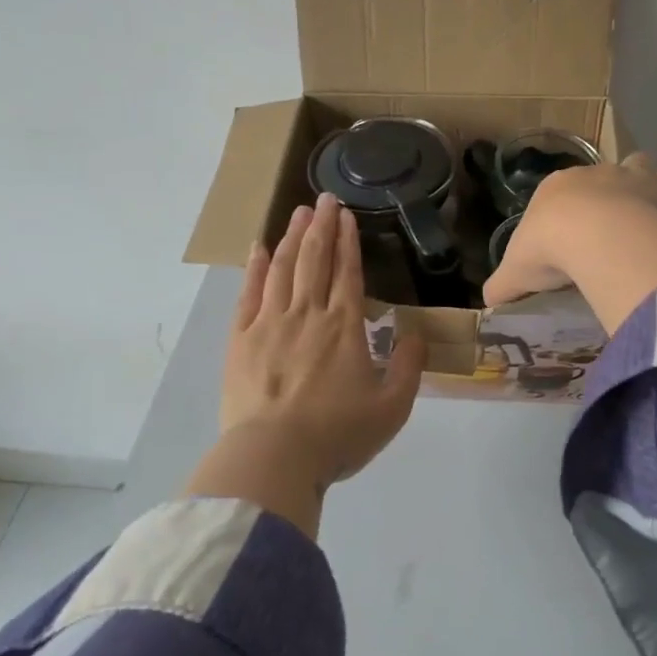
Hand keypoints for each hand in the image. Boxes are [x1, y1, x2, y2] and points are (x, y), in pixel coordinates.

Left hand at [220, 193, 425, 487]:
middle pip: (315, 260)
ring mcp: (270, 324)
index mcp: (344, 327)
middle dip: (322, 226)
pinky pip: (248, 294)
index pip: (347, 272)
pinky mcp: (241, 340)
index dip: (348, 241)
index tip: (347, 215)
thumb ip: (409, 367)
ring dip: (293, 238)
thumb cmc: (337, 434)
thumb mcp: (392, 408)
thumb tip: (415, 333)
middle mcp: (308, 315)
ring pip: (283, 269)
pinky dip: (255, 268)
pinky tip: (259, 248)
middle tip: (325, 198)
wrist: (274, 457)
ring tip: (299, 212)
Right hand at [483, 152, 656, 306]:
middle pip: (600, 176)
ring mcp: (630, 175)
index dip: (564, 214)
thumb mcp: (515, 274)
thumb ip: (503, 285)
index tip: (568, 240)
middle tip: (608, 233)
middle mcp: (593, 173)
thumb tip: (488, 302)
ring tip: (642, 218)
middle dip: (605, 196)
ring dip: (641, 184)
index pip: (558, 193)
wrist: (595, 237)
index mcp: (554, 187)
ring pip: (639, 164)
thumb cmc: (548, 249)